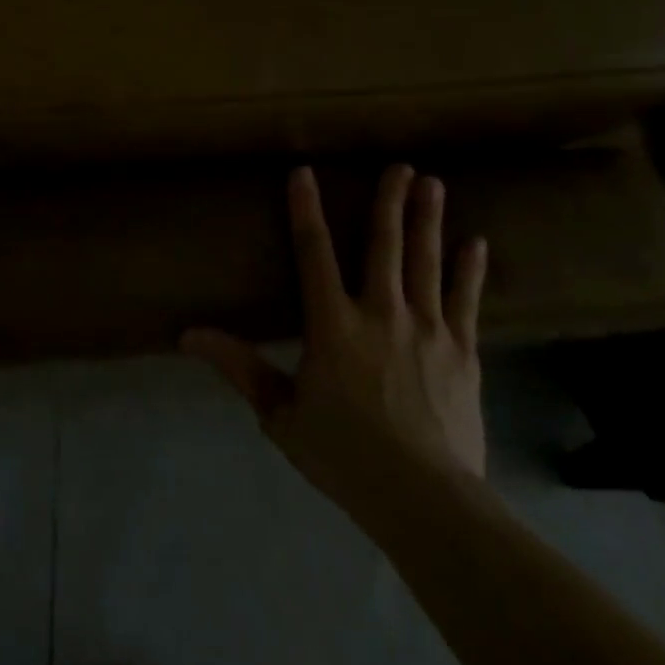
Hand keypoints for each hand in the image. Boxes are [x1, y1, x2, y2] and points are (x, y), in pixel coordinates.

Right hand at [184, 165, 487, 527]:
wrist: (425, 499)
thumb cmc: (344, 454)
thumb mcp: (280, 413)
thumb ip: (239, 367)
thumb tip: (188, 334)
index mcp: (332, 324)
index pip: (312, 252)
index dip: (305, 209)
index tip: (304, 172)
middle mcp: (380, 312)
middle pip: (384, 245)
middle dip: (389, 201)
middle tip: (400, 166)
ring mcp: (428, 329)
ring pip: (426, 261)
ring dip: (428, 220)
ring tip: (434, 183)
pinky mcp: (463, 351)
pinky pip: (466, 300)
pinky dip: (469, 269)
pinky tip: (477, 242)